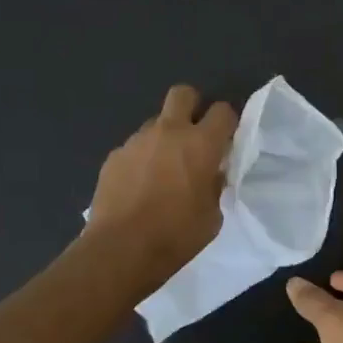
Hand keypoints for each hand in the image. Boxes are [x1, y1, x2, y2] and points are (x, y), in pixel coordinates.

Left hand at [88, 85, 237, 286]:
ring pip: (156, 123)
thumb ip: (214, 185)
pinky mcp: (114, 156)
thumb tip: (211, 174)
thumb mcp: (212, 215)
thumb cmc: (177, 235)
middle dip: (193, 107)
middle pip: (183, 94)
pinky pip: (135, 148)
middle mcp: (168, 132)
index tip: (227, 141)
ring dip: (165, 138)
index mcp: (200, 144)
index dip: (228, 123)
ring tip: (164, 170)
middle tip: (195, 136)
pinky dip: (142, 159)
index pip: (223, 111)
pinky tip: (140, 186)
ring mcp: (136, 141)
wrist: (122, 248)